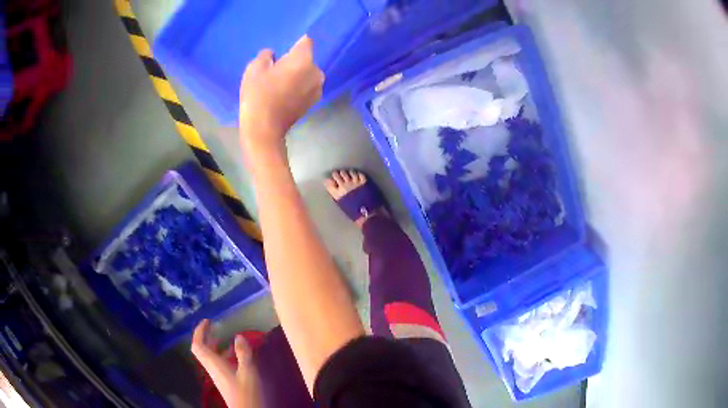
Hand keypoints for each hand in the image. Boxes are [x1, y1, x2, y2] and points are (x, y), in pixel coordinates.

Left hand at [191, 319, 261, 407]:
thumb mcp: (248, 372)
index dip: (199, 331)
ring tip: (227, 339)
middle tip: (214, 327)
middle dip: (206, 337)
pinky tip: (236, 356)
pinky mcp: (224, 381)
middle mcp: (212, 368)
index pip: (198, 345)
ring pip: (211, 357)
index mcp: (214, 364)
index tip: (207, 321)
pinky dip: (224, 355)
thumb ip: (243, 354)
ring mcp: (218, 375)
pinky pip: (219, 363)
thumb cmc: (246, 393)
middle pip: (202, 350)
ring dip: (216, 346)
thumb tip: (238, 336)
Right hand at [239, 35, 324, 162]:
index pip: (305, 41)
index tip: (283, 50)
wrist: (265, 128)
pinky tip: (285, 94)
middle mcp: (317, 71)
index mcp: (303, 59)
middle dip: (294, 60)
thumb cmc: (258, 95)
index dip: (294, 43)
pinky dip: (299, 86)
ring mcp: (318, 87)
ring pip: (308, 73)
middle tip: (277, 69)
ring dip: (297, 74)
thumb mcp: (255, 68)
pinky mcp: (314, 101)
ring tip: (280, 83)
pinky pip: (307, 86)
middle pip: (306, 58)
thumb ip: (266, 55)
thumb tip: (273, 55)